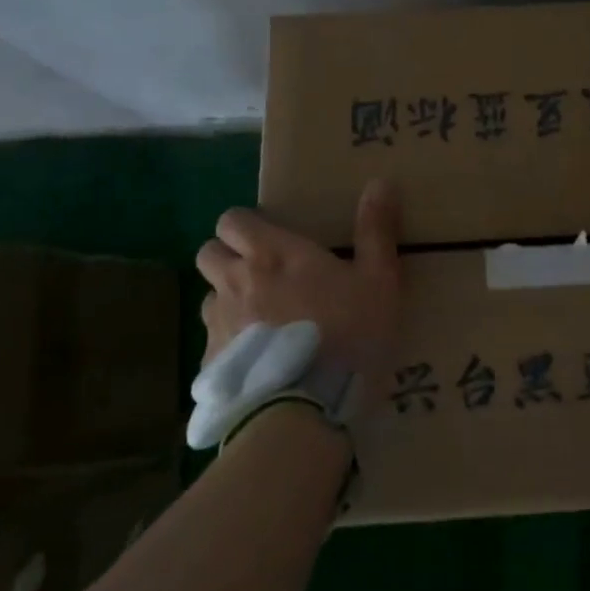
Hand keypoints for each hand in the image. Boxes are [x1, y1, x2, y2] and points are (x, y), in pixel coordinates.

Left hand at [195, 180, 402, 378]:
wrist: (308, 408)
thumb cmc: (348, 334)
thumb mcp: (378, 280)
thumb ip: (376, 231)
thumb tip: (380, 182)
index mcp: (272, 254)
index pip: (232, 220)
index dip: (245, 225)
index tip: (268, 238)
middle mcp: (235, 281)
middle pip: (208, 253)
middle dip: (227, 256)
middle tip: (261, 274)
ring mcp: (218, 324)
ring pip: (208, 298)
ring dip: (227, 301)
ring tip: (260, 322)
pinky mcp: (212, 365)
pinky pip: (212, 344)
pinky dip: (229, 346)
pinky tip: (258, 364)